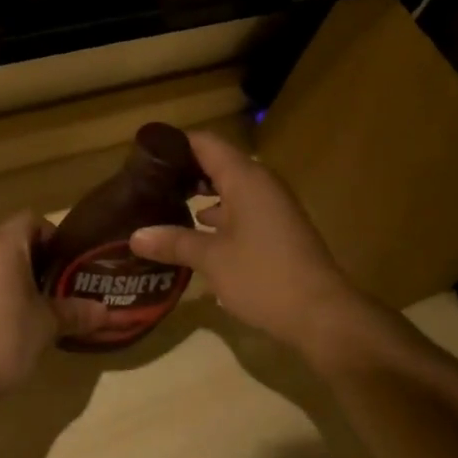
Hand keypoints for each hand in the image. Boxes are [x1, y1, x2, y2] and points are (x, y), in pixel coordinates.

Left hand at [0, 211, 58, 401]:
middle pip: (11, 240)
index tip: (65, 262)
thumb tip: (105, 311)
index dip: (51, 235)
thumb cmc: (7, 338)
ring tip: (32, 305)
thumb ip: (76, 312)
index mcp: (3, 246)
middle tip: (55, 285)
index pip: (31, 220)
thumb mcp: (48, 325)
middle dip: (34, 258)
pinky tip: (5, 320)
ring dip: (12, 275)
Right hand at [128, 130, 362, 357]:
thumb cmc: (264, 277)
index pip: (205, 142)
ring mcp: (272, 205)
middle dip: (183, 171)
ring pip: (230, 187)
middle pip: (217, 162)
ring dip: (200, 194)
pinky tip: (196, 233)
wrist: (322, 314)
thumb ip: (173, 242)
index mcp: (245, 177)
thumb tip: (135, 236)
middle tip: (147, 183)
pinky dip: (218, 214)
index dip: (174, 144)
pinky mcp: (278, 228)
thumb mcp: (212, 259)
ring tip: (164, 205)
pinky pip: (242, 208)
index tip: (144, 156)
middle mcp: (261, 183)